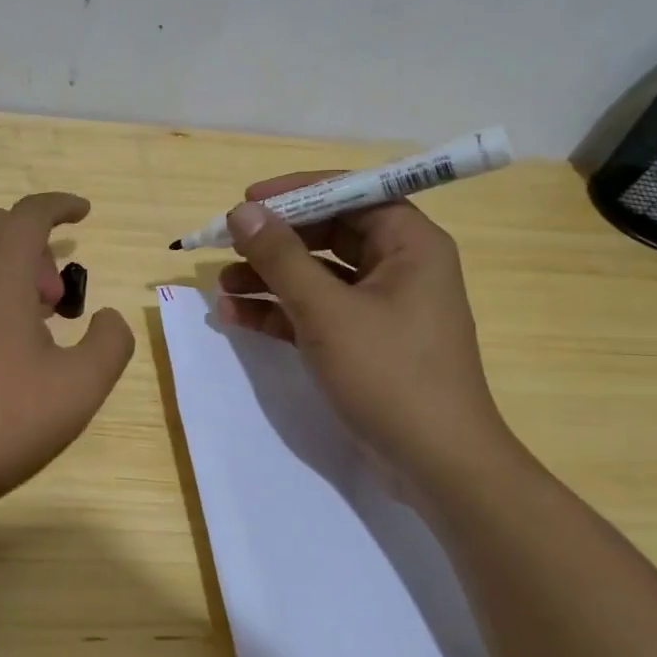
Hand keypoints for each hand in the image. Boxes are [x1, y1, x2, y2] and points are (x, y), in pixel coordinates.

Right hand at [216, 176, 512, 486]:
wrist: (435, 464)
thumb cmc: (389, 373)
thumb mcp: (327, 311)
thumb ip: (281, 258)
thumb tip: (242, 212)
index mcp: (410, 244)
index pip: (352, 194)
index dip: (298, 193)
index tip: (248, 200)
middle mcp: (400, 267)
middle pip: (330, 235)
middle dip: (276, 241)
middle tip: (227, 244)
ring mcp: (382, 308)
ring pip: (318, 276)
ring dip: (269, 278)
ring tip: (221, 286)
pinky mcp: (364, 342)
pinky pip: (317, 312)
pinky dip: (280, 312)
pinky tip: (235, 315)